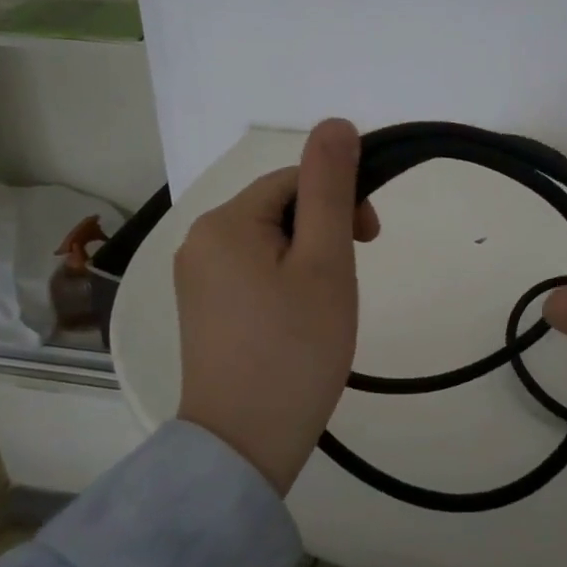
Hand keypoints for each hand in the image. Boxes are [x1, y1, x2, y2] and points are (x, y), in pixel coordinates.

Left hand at [173, 119, 379, 493]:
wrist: (245, 444)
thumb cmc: (296, 348)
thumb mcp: (325, 261)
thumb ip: (331, 188)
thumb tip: (336, 123)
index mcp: (225, 222)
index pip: (294, 181)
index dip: (340, 201)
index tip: (371, 242)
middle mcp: (199, 241)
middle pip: (279, 209)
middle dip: (323, 232)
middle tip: (347, 281)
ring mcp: (195, 279)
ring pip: (269, 242)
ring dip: (307, 258)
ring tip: (325, 306)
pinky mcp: (202, 310)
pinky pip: (251, 272)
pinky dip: (284, 283)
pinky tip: (297, 319)